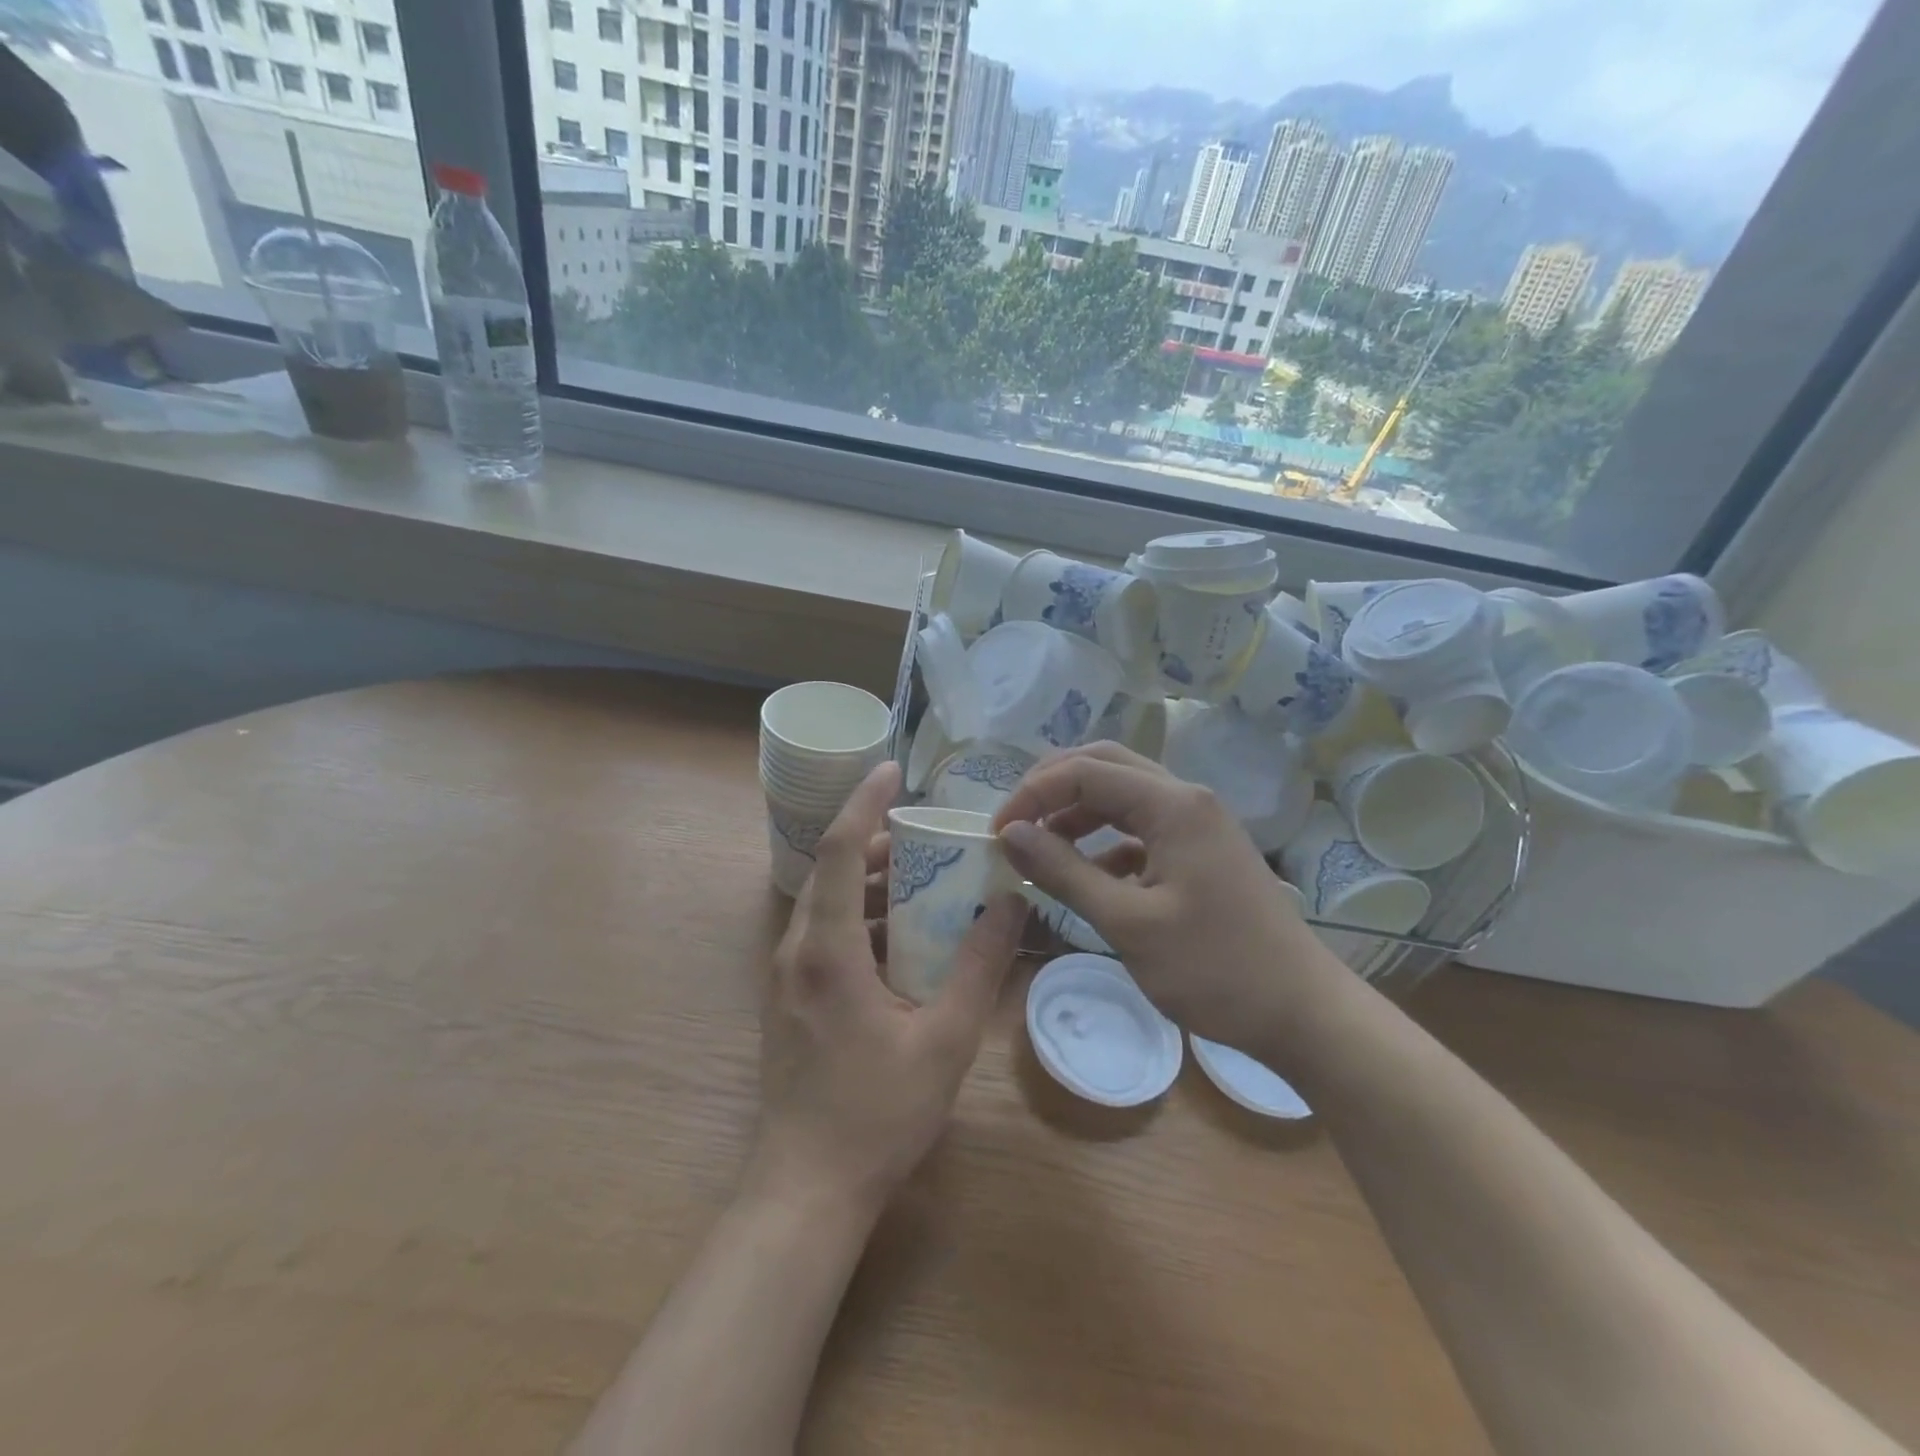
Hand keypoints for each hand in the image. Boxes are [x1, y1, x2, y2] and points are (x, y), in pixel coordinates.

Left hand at [752, 761, 1027, 1215]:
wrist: (806, 1189)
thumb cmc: (877, 1113)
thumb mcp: (945, 1039)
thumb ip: (979, 965)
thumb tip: (1010, 903)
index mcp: (827, 949)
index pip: (842, 849)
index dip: (866, 802)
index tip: (893, 769)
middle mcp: (796, 950)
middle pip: (834, 871)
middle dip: (880, 843)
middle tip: (932, 838)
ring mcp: (786, 976)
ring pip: (828, 903)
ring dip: (872, 883)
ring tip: (925, 881)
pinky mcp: (790, 998)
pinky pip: (825, 934)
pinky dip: (862, 918)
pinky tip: (902, 939)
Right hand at [992, 743, 1333, 1050]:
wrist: (1302, 1013)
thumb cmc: (1215, 970)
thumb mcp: (1128, 924)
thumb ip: (1064, 872)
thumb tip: (1010, 834)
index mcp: (1172, 804)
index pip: (1083, 772)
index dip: (1032, 795)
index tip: (996, 834)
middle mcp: (1186, 798)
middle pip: (1105, 765)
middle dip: (1052, 788)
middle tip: (1014, 824)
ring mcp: (1198, 822)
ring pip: (1123, 794)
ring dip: (1077, 812)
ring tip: (1040, 848)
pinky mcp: (1201, 850)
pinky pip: (1141, 827)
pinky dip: (1106, 841)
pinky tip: (1088, 875)